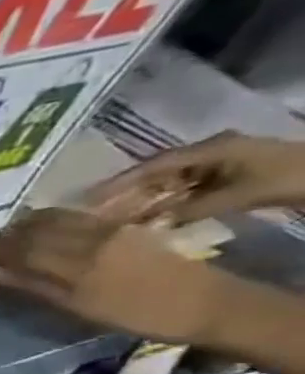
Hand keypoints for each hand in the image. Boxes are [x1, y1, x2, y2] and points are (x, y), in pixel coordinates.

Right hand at [0, 209, 229, 341]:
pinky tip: (45, 222)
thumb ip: (34, 285)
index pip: (20, 248)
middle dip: (5, 234)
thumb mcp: (80, 306)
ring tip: (6, 228)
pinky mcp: (126, 229)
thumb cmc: (139, 314)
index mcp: (74, 262)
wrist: (207, 304)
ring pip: (58, 220)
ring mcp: (110, 231)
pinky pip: (80, 218)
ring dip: (27, 223)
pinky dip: (55, 219)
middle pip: (37, 231)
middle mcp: (89, 240)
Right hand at [87, 131, 304, 222]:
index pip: (154, 165)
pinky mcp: (227, 180)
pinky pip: (187, 194)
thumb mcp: (242, 194)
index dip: (119, 182)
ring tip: (116, 222)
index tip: (88, 199)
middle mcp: (210, 154)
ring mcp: (220, 166)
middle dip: (127, 194)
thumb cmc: (291, 178)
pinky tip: (151, 222)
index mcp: (211, 149)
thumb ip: (194, 208)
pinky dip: (168, 207)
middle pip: (158, 175)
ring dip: (147, 203)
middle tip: (94, 214)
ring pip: (170, 186)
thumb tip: (152, 224)